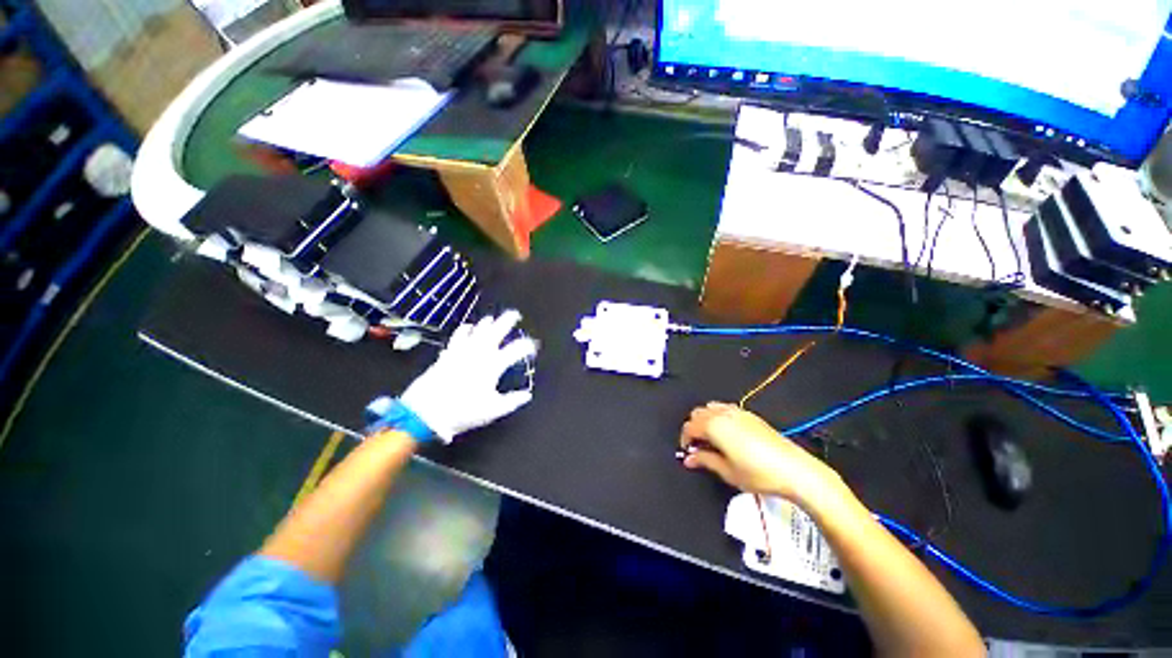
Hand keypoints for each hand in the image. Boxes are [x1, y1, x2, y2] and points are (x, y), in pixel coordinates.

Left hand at [400, 310, 536, 441]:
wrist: (426, 412)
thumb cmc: (463, 411)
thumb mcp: (493, 410)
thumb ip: (512, 401)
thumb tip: (527, 395)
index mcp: (493, 365)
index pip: (515, 350)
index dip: (527, 346)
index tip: (533, 346)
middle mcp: (479, 354)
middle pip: (496, 332)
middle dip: (507, 321)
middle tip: (514, 314)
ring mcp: (462, 352)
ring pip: (477, 331)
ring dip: (485, 324)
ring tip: (491, 319)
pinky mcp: (448, 354)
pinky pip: (458, 336)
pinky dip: (464, 330)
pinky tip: (467, 327)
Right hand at [679, 402, 846, 508]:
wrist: (795, 470)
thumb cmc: (758, 473)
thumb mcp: (727, 471)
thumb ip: (704, 460)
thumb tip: (689, 458)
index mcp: (714, 426)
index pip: (689, 427)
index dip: (685, 440)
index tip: (688, 453)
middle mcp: (723, 414)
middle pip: (697, 413)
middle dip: (693, 428)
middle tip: (698, 447)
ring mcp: (738, 412)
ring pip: (710, 408)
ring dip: (705, 420)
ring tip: (711, 440)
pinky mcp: (750, 415)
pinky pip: (725, 408)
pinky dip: (718, 416)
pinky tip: (726, 433)